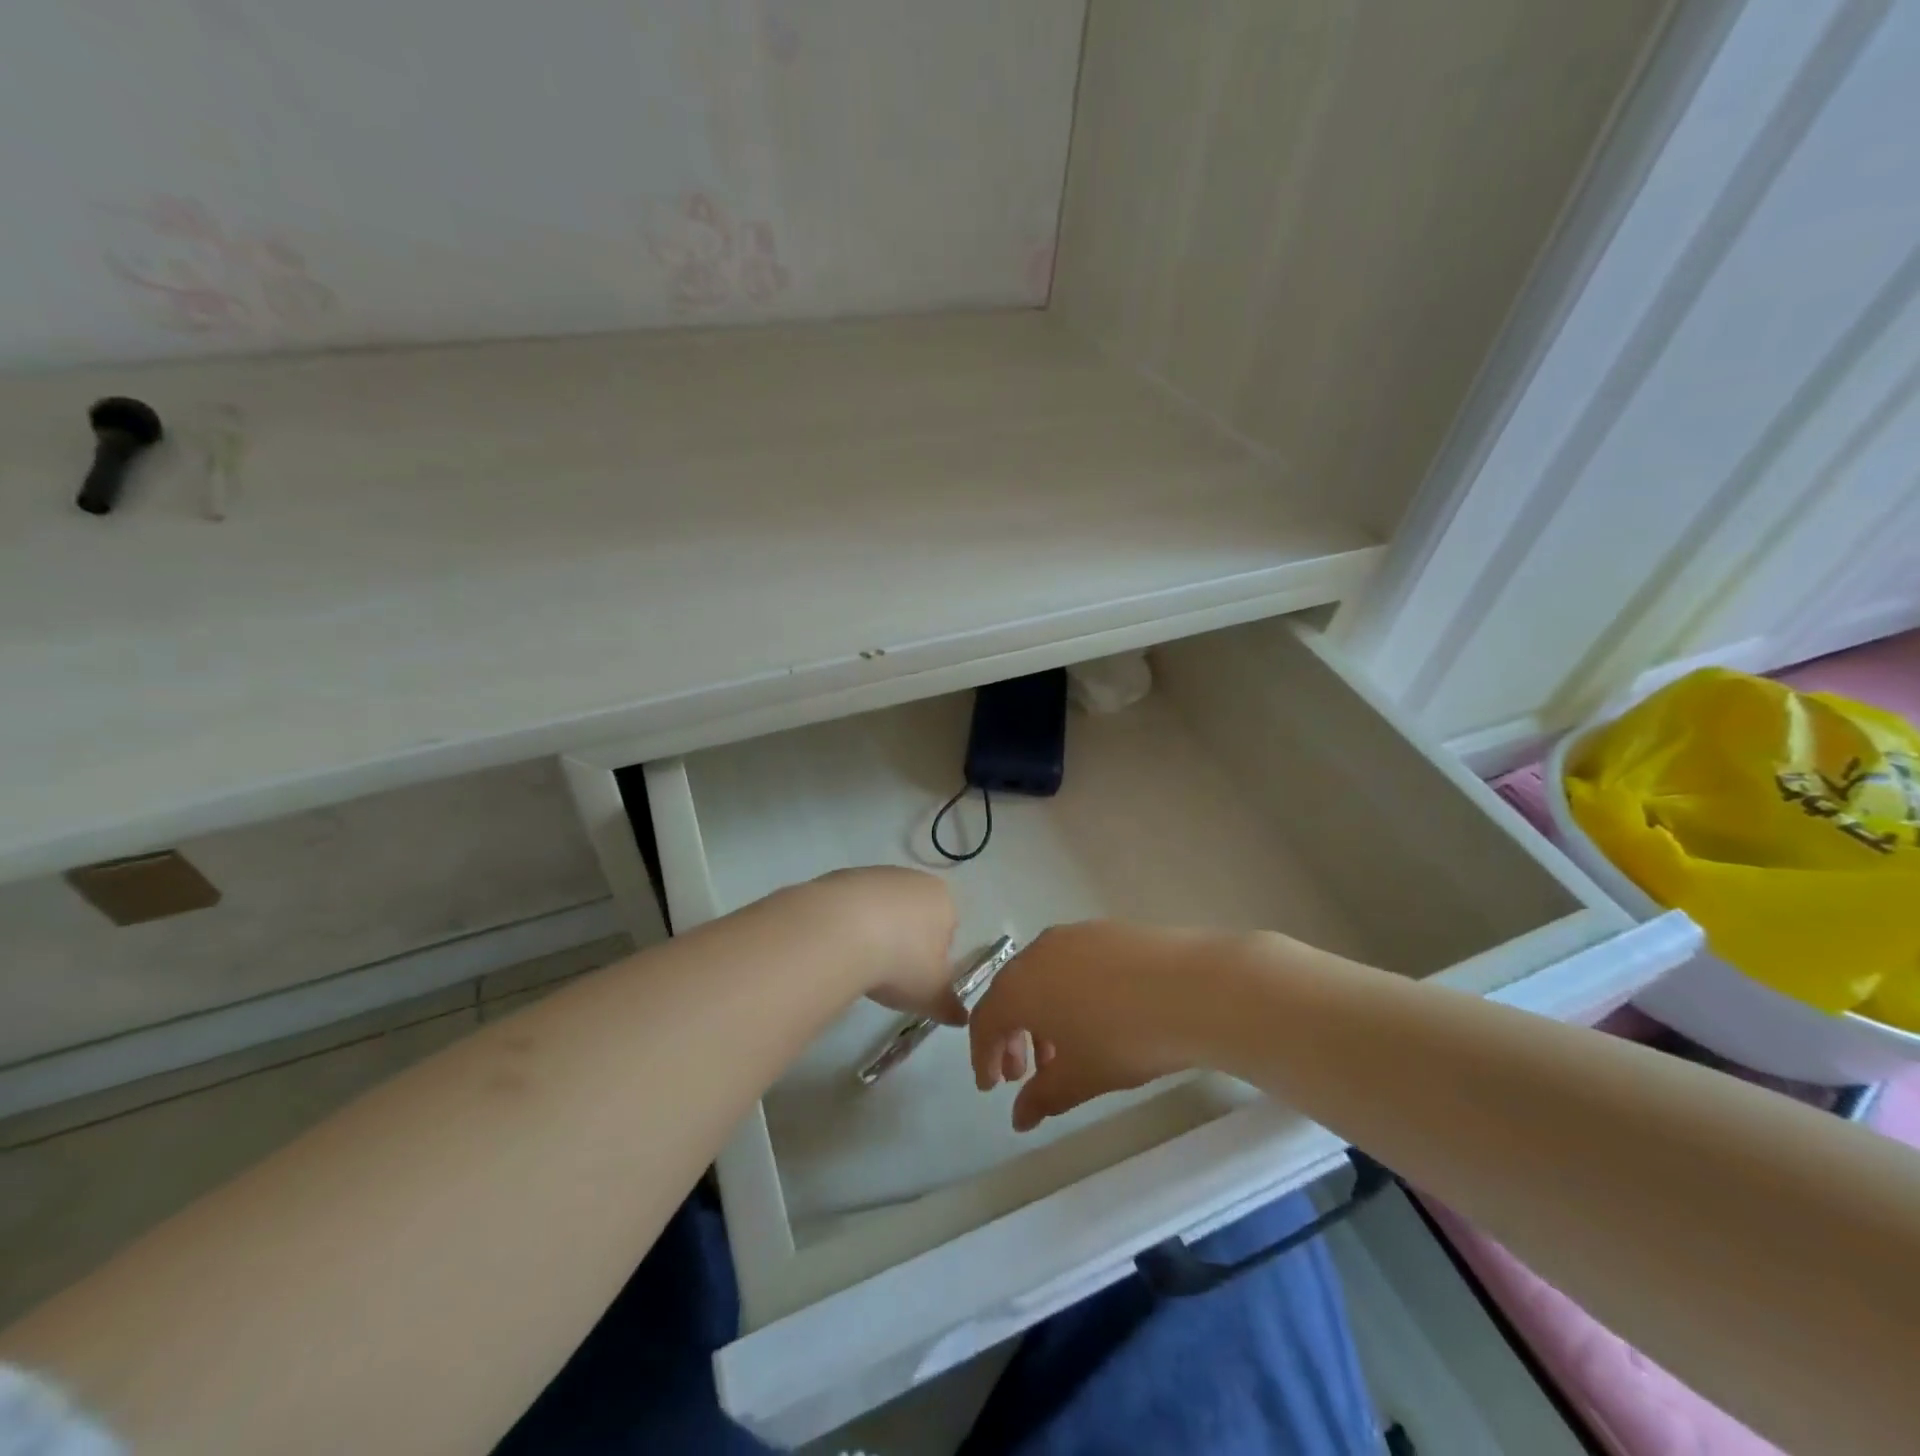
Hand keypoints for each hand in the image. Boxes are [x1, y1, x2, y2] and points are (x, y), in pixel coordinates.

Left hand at [809, 867, 965, 1025]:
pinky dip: (846, 926)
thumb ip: (949, 1006)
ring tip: (859, 963)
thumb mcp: (931, 994)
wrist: (839, 932)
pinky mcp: (840, 877)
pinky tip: (837, 947)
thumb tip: (962, 1018)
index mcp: (942, 899)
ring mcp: (874, 875)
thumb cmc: (900, 961)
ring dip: (873, 933)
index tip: (916, 978)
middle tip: (888, 973)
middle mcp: (912, 879)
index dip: (933, 957)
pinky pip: (849, 907)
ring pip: (880, 909)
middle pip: (913, 915)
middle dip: (904, 941)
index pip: (947, 929)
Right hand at [968, 922, 1225, 1130]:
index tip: (992, 1086)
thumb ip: (1043, 1096)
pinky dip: (1067, 993)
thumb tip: (1018, 1117)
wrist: (1191, 988)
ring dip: (1040, 1015)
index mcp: (1020, 986)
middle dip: (1011, 1035)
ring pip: (1041, 977)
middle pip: (1010, 994)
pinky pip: (1069, 963)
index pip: (985, 1020)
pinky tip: (1094, 1016)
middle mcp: (1037, 952)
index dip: (983, 1056)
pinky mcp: (1105, 930)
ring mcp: (1072, 935)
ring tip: (1063, 1050)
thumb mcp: (1080, 1077)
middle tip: (1023, 1073)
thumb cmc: (1124, 1038)